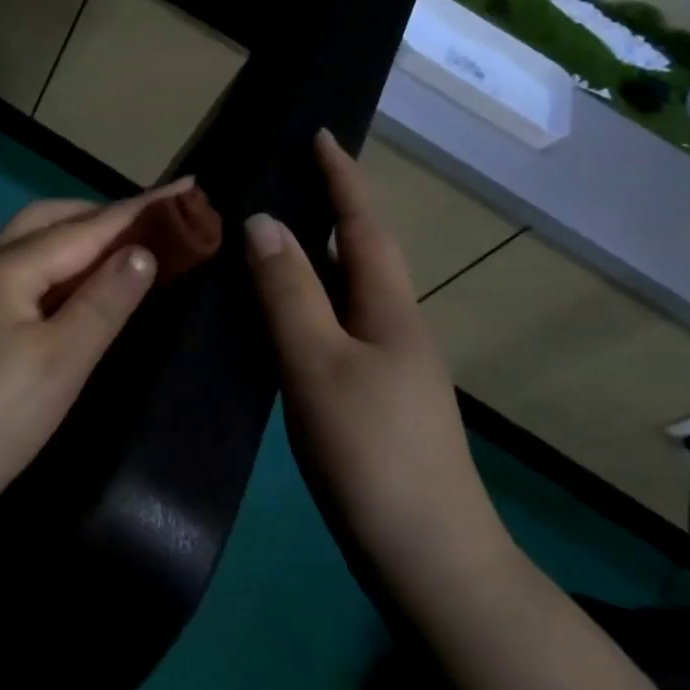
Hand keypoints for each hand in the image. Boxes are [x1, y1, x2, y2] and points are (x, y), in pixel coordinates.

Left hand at [0, 184, 181, 527]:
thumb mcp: (62, 359)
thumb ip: (105, 301)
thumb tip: (142, 251)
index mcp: (8, 268)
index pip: (85, 229)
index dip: (139, 210)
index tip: (188, 189)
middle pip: (49, 223)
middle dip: (102, 216)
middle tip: (155, 224)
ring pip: (34, 249)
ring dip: (80, 242)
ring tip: (126, 251)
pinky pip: (27, 279)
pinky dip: (62, 272)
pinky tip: (82, 292)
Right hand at [244, 130, 510, 597]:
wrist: (427, 556)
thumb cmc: (372, 452)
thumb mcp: (319, 365)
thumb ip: (288, 293)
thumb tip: (262, 220)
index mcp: (390, 311)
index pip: (363, 226)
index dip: (342, 178)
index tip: (320, 134)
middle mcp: (395, 330)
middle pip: (360, 256)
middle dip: (328, 212)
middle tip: (281, 182)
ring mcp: (388, 369)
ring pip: (346, 296)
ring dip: (314, 260)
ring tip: (268, 241)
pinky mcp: (372, 402)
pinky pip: (335, 331)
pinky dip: (307, 307)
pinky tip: (277, 321)